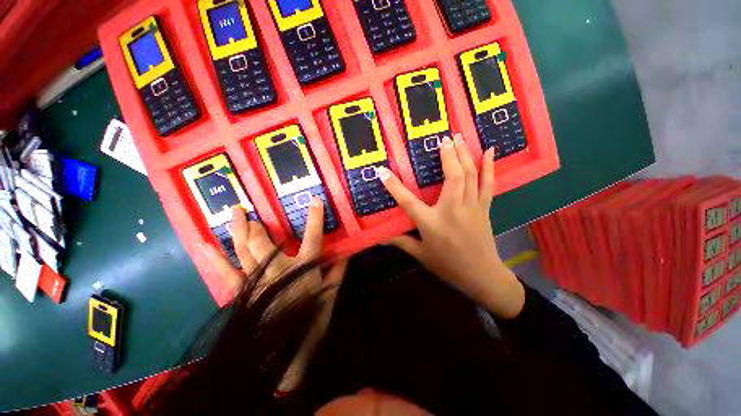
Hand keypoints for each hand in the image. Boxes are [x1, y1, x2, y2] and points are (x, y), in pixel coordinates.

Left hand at [202, 197, 347, 390]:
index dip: (315, 218)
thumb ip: (337, 273)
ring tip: (235, 212)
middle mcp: (277, 269)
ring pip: (244, 250)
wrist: (283, 353)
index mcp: (302, 268)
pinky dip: (215, 259)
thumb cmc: (309, 322)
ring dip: (239, 230)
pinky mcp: (242, 292)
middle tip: (252, 213)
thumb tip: (347, 254)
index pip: (312, 237)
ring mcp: (256, 280)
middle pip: (264, 242)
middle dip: (258, 225)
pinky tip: (205, 245)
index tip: (315, 200)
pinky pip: (226, 273)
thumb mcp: (329, 296)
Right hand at [378, 134, 523, 318]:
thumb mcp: (420, 254)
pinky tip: (491, 150)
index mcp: (432, 223)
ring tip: (459, 137)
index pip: (408, 201)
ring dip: (465, 154)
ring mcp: (471, 206)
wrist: (481, 275)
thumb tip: (379, 238)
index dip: (393, 186)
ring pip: (470, 175)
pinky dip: (490, 166)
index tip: (382, 171)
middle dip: (447, 154)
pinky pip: (488, 183)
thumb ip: (400, 242)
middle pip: (452, 176)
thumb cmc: (447, 265)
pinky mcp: (484, 207)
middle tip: (442, 138)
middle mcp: (452, 210)